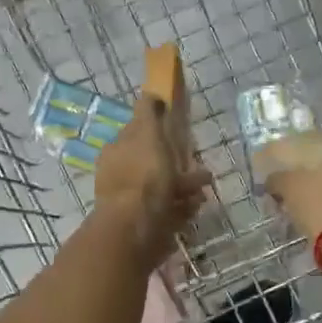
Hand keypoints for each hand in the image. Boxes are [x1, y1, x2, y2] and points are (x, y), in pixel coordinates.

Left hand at [95, 96, 209, 260]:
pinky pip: (168, 209)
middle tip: (197, 163)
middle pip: (151, 162)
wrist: (136, 229)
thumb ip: (148, 113)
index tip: (177, 129)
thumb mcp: (146, 134)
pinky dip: (182, 206)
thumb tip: (150, 93)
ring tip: (204, 190)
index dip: (156, 129)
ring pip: (162, 187)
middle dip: (175, 161)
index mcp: (117, 151)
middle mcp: (121, 175)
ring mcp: (132, 201)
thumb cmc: (143, 176)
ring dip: (183, 185)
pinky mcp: (145, 224)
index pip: (137, 133)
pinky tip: (195, 206)